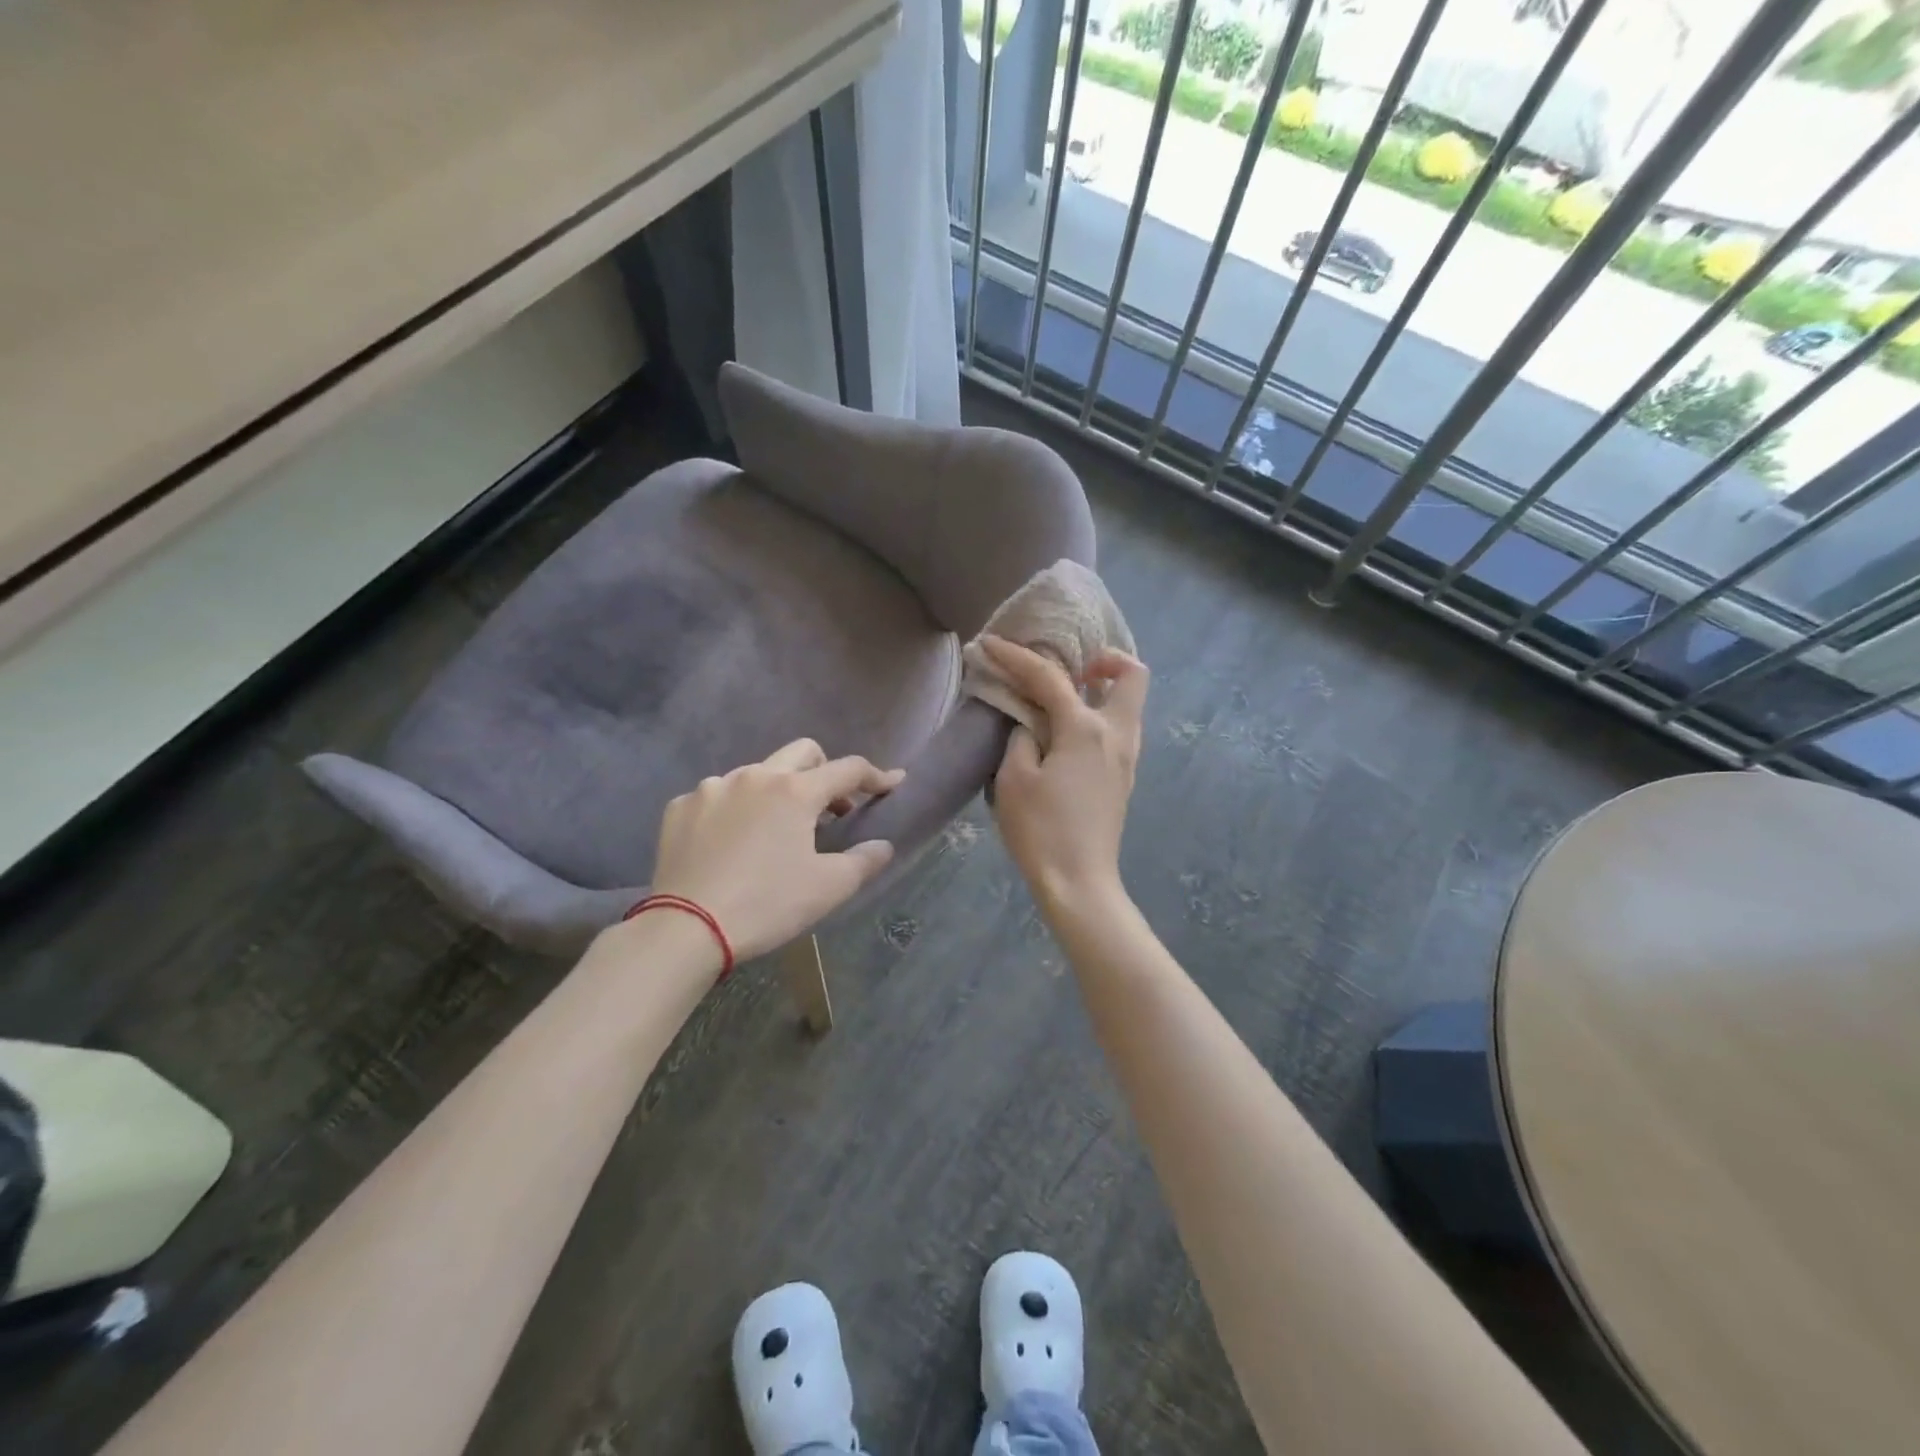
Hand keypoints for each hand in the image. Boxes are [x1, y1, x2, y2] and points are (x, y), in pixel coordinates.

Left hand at [648, 740, 904, 960]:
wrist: (685, 929)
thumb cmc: (767, 905)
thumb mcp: (828, 888)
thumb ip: (864, 861)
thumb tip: (883, 846)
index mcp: (795, 791)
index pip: (848, 769)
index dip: (876, 776)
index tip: (892, 782)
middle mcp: (754, 776)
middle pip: (803, 753)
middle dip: (825, 771)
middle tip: (831, 807)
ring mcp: (712, 788)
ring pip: (757, 773)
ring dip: (776, 792)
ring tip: (775, 830)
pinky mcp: (680, 807)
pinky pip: (718, 796)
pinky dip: (734, 810)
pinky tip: (731, 843)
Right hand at [983, 636, 1147, 914]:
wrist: (1079, 883)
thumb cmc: (1042, 830)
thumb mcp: (1014, 779)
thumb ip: (1022, 737)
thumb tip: (1032, 723)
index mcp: (1086, 730)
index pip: (1050, 678)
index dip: (1017, 656)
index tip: (990, 644)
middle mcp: (1117, 734)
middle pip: (1132, 676)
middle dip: (1104, 660)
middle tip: (1070, 669)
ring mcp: (1126, 758)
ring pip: (1130, 704)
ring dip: (1103, 689)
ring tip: (1064, 698)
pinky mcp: (1124, 778)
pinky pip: (1120, 728)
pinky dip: (1100, 715)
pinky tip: (1068, 733)